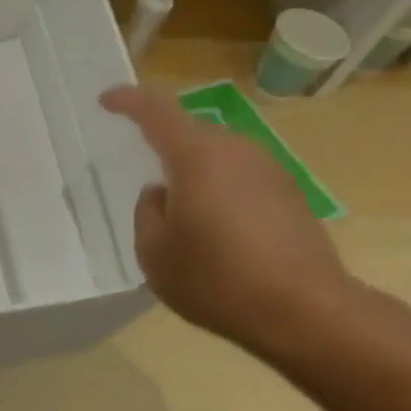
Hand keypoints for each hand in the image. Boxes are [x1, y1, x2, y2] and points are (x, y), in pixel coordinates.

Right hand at [99, 83, 358, 357]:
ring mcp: (270, 170)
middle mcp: (237, 151)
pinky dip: (220, 194)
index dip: (128, 101)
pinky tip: (216, 234)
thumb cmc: (216, 279)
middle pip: (191, 134)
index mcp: (197, 157)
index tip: (106, 100)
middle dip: (164, 148)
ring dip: (194, 176)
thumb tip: (161, 194)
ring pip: (218, 158)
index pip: (156, 112)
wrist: (303, 310)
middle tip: (143, 178)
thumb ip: (147, 214)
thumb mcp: (154, 253)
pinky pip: (241, 180)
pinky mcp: (290, 195)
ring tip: (180, 216)